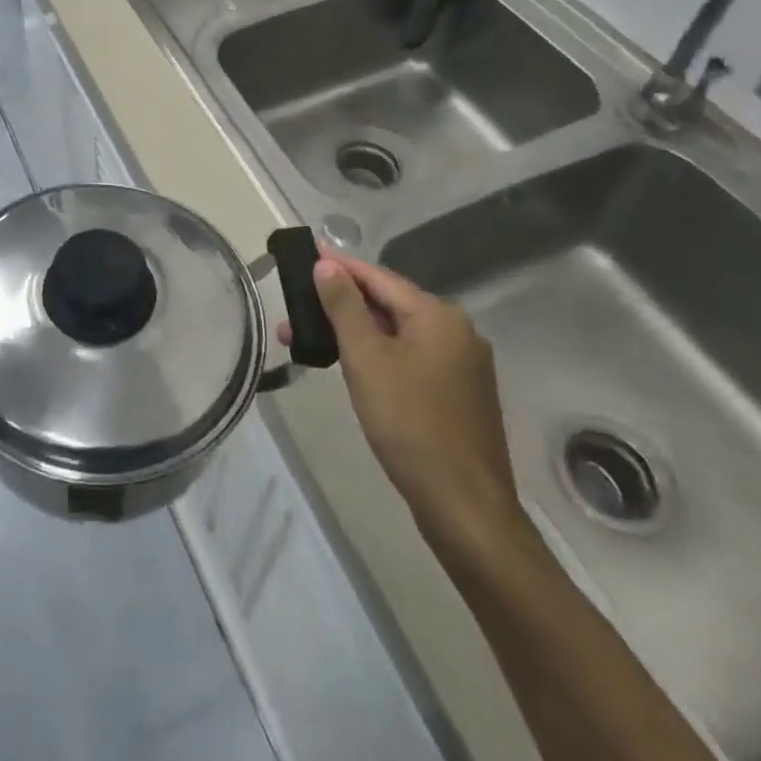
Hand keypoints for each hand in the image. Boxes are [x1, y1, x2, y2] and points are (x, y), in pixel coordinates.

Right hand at [281, 247, 522, 553]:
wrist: (464, 507)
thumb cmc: (410, 423)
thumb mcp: (366, 359)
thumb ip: (344, 306)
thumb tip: (326, 264)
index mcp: (438, 316)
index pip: (378, 277)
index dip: (339, 266)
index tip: (305, 254)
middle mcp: (457, 331)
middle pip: (388, 303)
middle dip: (340, 304)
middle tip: (296, 308)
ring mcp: (462, 364)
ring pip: (397, 333)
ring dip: (354, 332)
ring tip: (310, 340)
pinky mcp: (458, 393)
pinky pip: (410, 357)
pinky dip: (377, 354)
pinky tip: (350, 365)